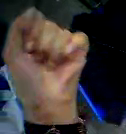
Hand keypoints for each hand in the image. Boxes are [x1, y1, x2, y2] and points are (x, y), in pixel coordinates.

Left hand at [2, 8, 88, 124]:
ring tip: (54, 63)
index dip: (31, 32)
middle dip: (43, 42)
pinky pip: (81, 38)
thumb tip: (33, 11)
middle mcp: (50, 39)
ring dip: (55, 48)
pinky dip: (74, 44)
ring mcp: (66, 46)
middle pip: (49, 24)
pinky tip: (68, 54)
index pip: (35, 20)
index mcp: (34, 38)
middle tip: (41, 59)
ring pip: (62, 31)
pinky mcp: (80, 53)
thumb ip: (17, 30)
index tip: (28, 49)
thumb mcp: (12, 53)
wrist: (48, 97)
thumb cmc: (26, 79)